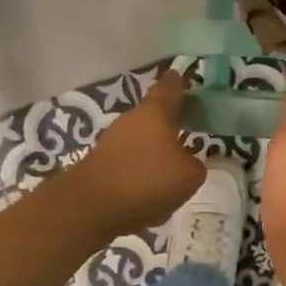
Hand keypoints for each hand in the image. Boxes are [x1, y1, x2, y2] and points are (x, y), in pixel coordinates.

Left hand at [71, 72, 205, 234]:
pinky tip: (150, 193)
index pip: (169, 88)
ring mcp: (111, 142)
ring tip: (172, 167)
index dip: (179, 82)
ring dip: (155, 149)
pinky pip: (129, 163)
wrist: (90, 207)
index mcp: (155, 113)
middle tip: (189, 128)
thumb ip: (195, 164)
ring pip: (140, 140)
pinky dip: (141, 172)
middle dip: (170, 121)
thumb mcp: (189, 176)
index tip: (184, 78)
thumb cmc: (147, 180)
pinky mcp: (100, 165)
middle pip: (153, 115)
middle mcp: (130, 120)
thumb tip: (187, 162)